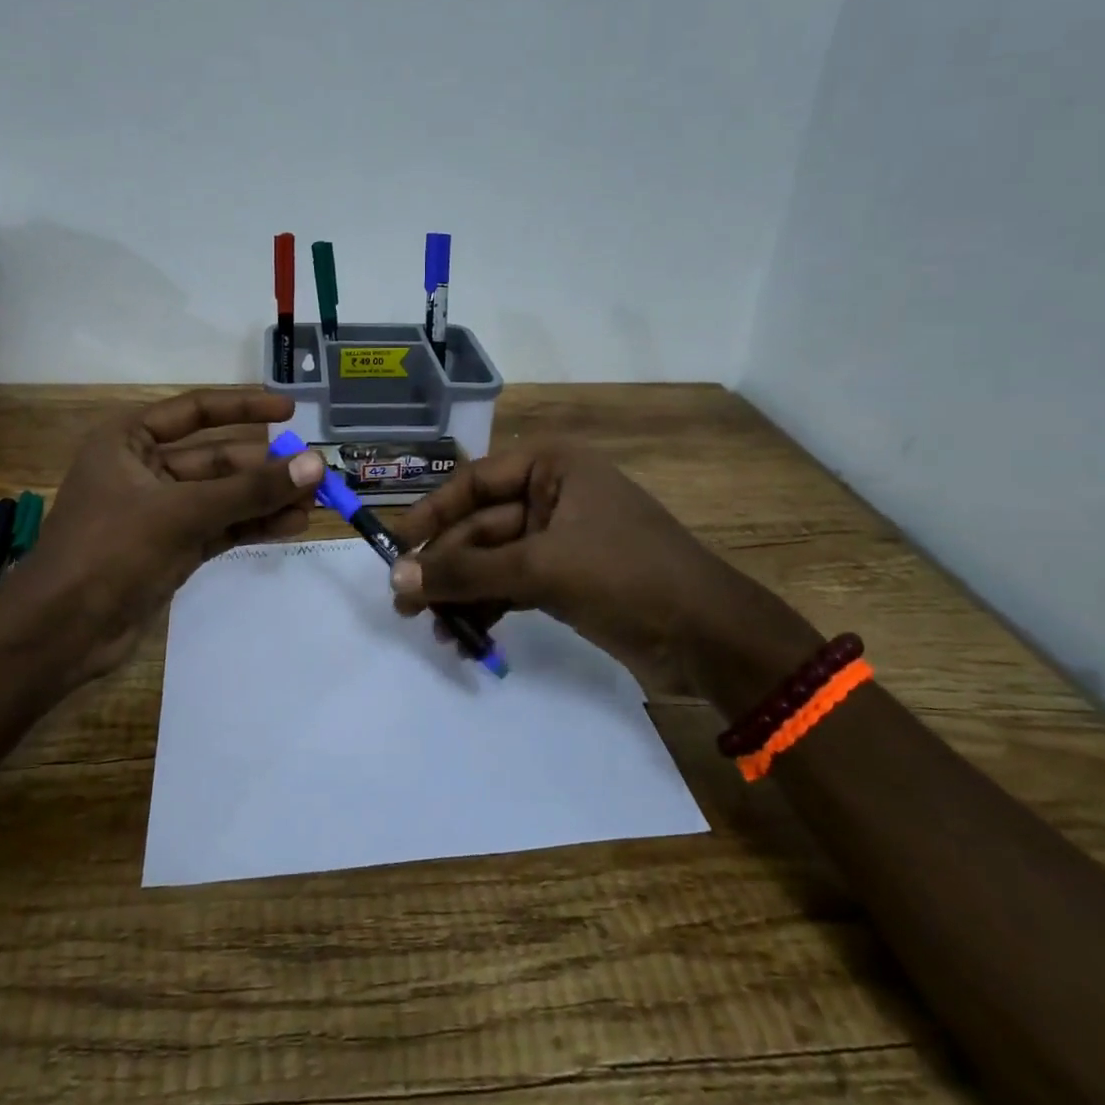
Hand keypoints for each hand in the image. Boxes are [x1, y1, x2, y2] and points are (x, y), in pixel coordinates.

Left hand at [11, 389, 325, 683]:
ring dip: (265, 498)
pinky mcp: (173, 548)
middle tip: (315, 472)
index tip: (290, 410)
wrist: (60, 633)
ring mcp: (161, 512)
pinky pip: (222, 526)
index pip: (196, 410)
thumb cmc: (109, 550)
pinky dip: (253, 525)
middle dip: (265, 466)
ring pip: (224, 496)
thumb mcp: (182, 512)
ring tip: (315, 502)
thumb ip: (250, 490)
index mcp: (130, 441)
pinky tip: (291, 524)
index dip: (245, 407)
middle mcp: (146, 469)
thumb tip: (315, 464)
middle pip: (218, 458)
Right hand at [385, 444, 820, 709]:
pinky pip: (513, 586)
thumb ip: (466, 572)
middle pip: (480, 526)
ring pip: (493, 560)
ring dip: (463, 594)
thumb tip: (396, 581)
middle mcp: (552, 493)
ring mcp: (560, 538)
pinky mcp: (567, 579)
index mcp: (552, 466)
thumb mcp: (540, 568)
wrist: (710, 638)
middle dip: (446, 567)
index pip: (474, 482)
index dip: (430, 514)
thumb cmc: (626, 575)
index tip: (395, 550)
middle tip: (405, 608)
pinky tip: (467, 638)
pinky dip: (489, 609)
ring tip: (434, 632)